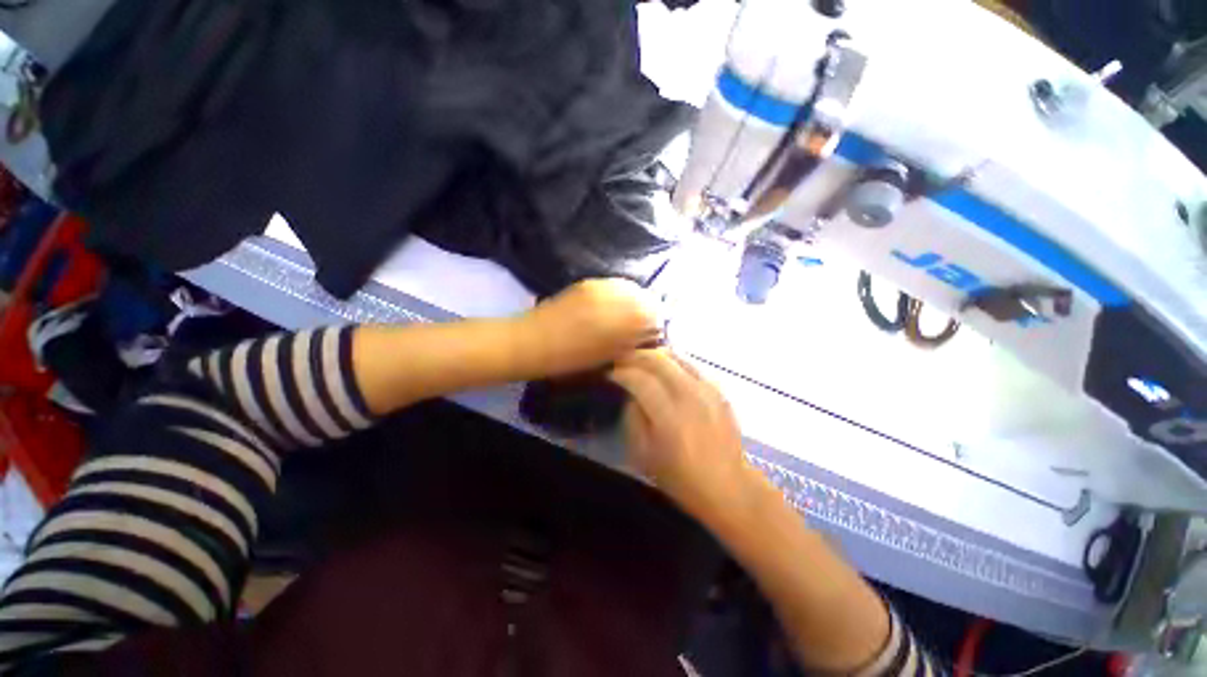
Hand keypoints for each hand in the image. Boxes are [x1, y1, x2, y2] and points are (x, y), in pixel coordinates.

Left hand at [519, 279, 660, 377]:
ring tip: (627, 312)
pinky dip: (619, 293)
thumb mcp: (608, 356)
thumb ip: (632, 342)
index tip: (654, 332)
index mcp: (624, 320)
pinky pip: (613, 284)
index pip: (656, 314)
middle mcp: (617, 297)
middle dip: (648, 308)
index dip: (657, 322)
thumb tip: (648, 333)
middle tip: (642, 322)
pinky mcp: (587, 282)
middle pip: (645, 296)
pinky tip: (612, 304)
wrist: (533, 342)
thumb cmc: (571, 359)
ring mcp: (601, 286)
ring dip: (634, 299)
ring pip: (630, 287)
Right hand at [609, 349, 759, 523]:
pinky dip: (672, 362)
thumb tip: (632, 394)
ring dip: (653, 355)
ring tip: (640, 361)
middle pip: (658, 360)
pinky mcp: (718, 390)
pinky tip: (664, 369)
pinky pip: (690, 365)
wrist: (727, 485)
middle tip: (621, 361)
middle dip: (634, 356)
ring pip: (675, 356)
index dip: (621, 373)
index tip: (610, 374)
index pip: (639, 379)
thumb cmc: (680, 477)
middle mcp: (689, 396)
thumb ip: (633, 418)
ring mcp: (707, 390)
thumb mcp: (643, 455)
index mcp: (669, 416)